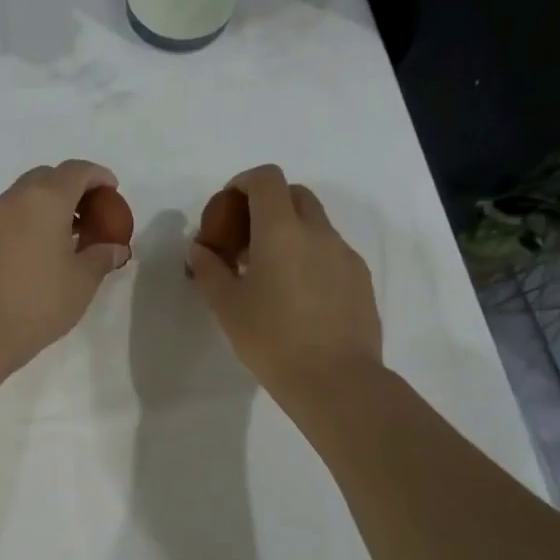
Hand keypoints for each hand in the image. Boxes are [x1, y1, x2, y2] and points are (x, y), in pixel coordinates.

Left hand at [0, 160, 131, 372]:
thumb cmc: (38, 302)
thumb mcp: (82, 282)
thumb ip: (102, 256)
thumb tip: (114, 247)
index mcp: (45, 200)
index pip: (76, 171)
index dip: (98, 177)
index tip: (112, 191)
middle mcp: (13, 199)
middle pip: (46, 178)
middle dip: (70, 189)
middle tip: (88, 216)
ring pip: (21, 198)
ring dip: (44, 207)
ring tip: (62, 238)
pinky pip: (4, 219)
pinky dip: (23, 224)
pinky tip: (32, 254)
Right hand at [185, 165, 381, 400]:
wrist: (336, 380)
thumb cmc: (272, 339)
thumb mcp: (227, 306)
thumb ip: (209, 269)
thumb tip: (199, 249)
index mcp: (281, 231)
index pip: (267, 179)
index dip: (243, 182)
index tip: (227, 207)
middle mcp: (318, 232)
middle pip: (295, 194)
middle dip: (267, 204)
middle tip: (245, 239)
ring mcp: (344, 254)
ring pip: (315, 224)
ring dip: (289, 232)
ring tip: (269, 272)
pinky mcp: (360, 279)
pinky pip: (331, 251)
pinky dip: (309, 256)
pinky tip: (297, 295)